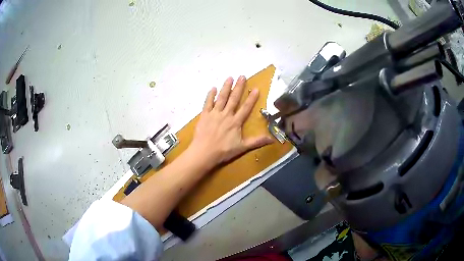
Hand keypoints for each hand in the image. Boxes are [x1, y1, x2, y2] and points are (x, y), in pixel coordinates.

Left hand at [187, 76, 273, 169]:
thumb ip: (257, 141)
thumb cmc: (223, 151)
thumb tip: (272, 139)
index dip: (251, 98)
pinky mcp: (204, 115)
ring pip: (221, 98)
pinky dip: (210, 95)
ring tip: (229, 77)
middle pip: (233, 99)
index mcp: (235, 122)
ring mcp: (214, 114)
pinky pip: (207, 103)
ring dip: (226, 87)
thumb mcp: (242, 147)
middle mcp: (226, 114)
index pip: (246, 108)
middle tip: (242, 76)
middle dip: (239, 87)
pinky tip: (213, 88)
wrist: (204, 153)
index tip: (256, 89)